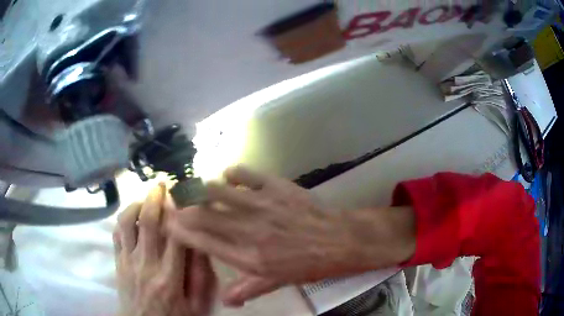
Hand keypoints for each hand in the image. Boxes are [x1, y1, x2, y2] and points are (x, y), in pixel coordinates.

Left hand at [113, 185, 216, 315]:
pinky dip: (123, 219)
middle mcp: (146, 264)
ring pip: (127, 222)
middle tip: (162, 184)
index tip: (184, 195)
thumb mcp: (196, 306)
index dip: (180, 212)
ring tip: (145, 198)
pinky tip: (132, 216)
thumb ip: (201, 279)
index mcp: (169, 277)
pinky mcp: (118, 262)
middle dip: (155, 198)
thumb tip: (202, 247)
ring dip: (136, 204)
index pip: (176, 236)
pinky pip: (117, 233)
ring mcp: (128, 261)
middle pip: (148, 222)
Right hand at [166, 166, 415, 306]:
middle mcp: (248, 230)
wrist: (340, 240)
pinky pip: (244, 174)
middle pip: (204, 215)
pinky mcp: (275, 187)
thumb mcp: (278, 282)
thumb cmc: (310, 265)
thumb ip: (248, 290)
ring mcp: (261, 205)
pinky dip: (232, 174)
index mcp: (248, 257)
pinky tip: (228, 177)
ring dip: (203, 189)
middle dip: (183, 208)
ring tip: (196, 189)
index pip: (203, 242)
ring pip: (218, 191)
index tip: (168, 223)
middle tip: (173, 202)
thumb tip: (226, 301)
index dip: (181, 231)